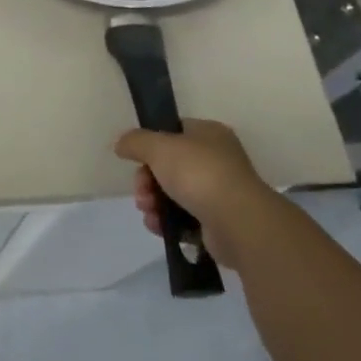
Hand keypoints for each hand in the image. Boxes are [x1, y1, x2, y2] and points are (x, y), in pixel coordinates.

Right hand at [115, 119, 269, 267]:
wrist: (238, 223)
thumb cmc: (199, 173)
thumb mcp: (158, 147)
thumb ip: (136, 141)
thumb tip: (121, 144)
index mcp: (209, 134)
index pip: (174, 132)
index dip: (151, 145)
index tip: (137, 160)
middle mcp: (217, 160)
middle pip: (170, 166)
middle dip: (148, 180)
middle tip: (141, 193)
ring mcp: (220, 193)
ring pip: (174, 194)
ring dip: (154, 202)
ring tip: (148, 212)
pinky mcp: (218, 223)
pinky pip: (185, 219)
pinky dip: (168, 222)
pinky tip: (158, 227)